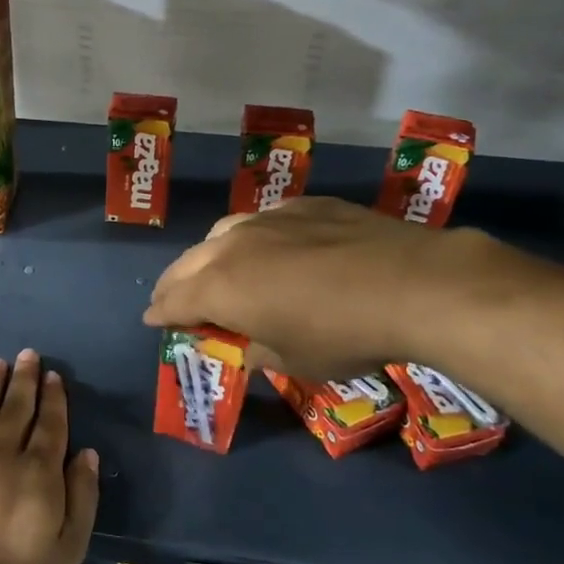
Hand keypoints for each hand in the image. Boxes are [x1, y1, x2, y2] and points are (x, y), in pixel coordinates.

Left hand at [0, 349, 100, 563]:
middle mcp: (2, 453)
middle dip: (25, 379)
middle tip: (28, 355)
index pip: (50, 423)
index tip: (54, 377)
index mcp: (39, 472)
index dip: (53, 398)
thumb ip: (82, 496)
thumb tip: (86, 452)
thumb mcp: (70, 547)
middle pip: (16, 407)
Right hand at [143, 196, 494, 380]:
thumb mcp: (293, 359)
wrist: (411, 283)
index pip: (174, 301)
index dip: (160, 314)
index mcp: (220, 288)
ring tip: (216, 269)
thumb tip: (245, 346)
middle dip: (175, 284)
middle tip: (171, 298)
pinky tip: (271, 247)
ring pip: (222, 233)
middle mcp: (233, 245)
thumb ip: (256, 350)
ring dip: (210, 256)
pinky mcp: (304, 204)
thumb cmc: (342, 335)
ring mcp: (269, 218)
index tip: (152, 320)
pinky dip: (253, 238)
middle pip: (188, 263)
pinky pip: (264, 220)